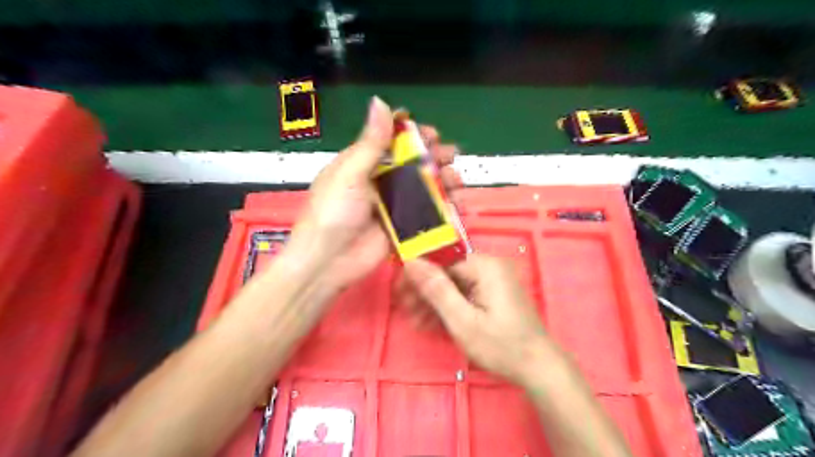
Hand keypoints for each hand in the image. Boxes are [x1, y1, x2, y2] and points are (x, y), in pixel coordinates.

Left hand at [291, 96, 457, 291]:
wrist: (328, 262)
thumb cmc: (333, 212)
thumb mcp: (350, 174)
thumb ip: (370, 142)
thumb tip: (381, 102)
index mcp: (362, 164)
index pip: (391, 142)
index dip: (413, 135)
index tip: (432, 133)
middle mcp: (379, 182)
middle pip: (412, 164)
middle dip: (434, 158)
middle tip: (451, 156)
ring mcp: (392, 206)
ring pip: (423, 188)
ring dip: (444, 182)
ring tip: (457, 181)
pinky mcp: (402, 228)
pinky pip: (426, 214)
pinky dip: (444, 210)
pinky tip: (459, 206)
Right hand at [406, 255, 553, 387]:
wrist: (538, 368)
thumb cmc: (501, 345)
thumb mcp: (463, 320)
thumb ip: (436, 289)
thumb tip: (411, 262)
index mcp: (484, 266)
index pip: (442, 260)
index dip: (418, 274)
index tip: (399, 290)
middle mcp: (488, 267)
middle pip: (447, 272)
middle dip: (424, 291)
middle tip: (405, 310)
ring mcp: (491, 281)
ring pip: (453, 285)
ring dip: (433, 301)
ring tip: (415, 321)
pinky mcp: (492, 294)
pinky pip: (464, 294)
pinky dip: (448, 307)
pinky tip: (431, 322)